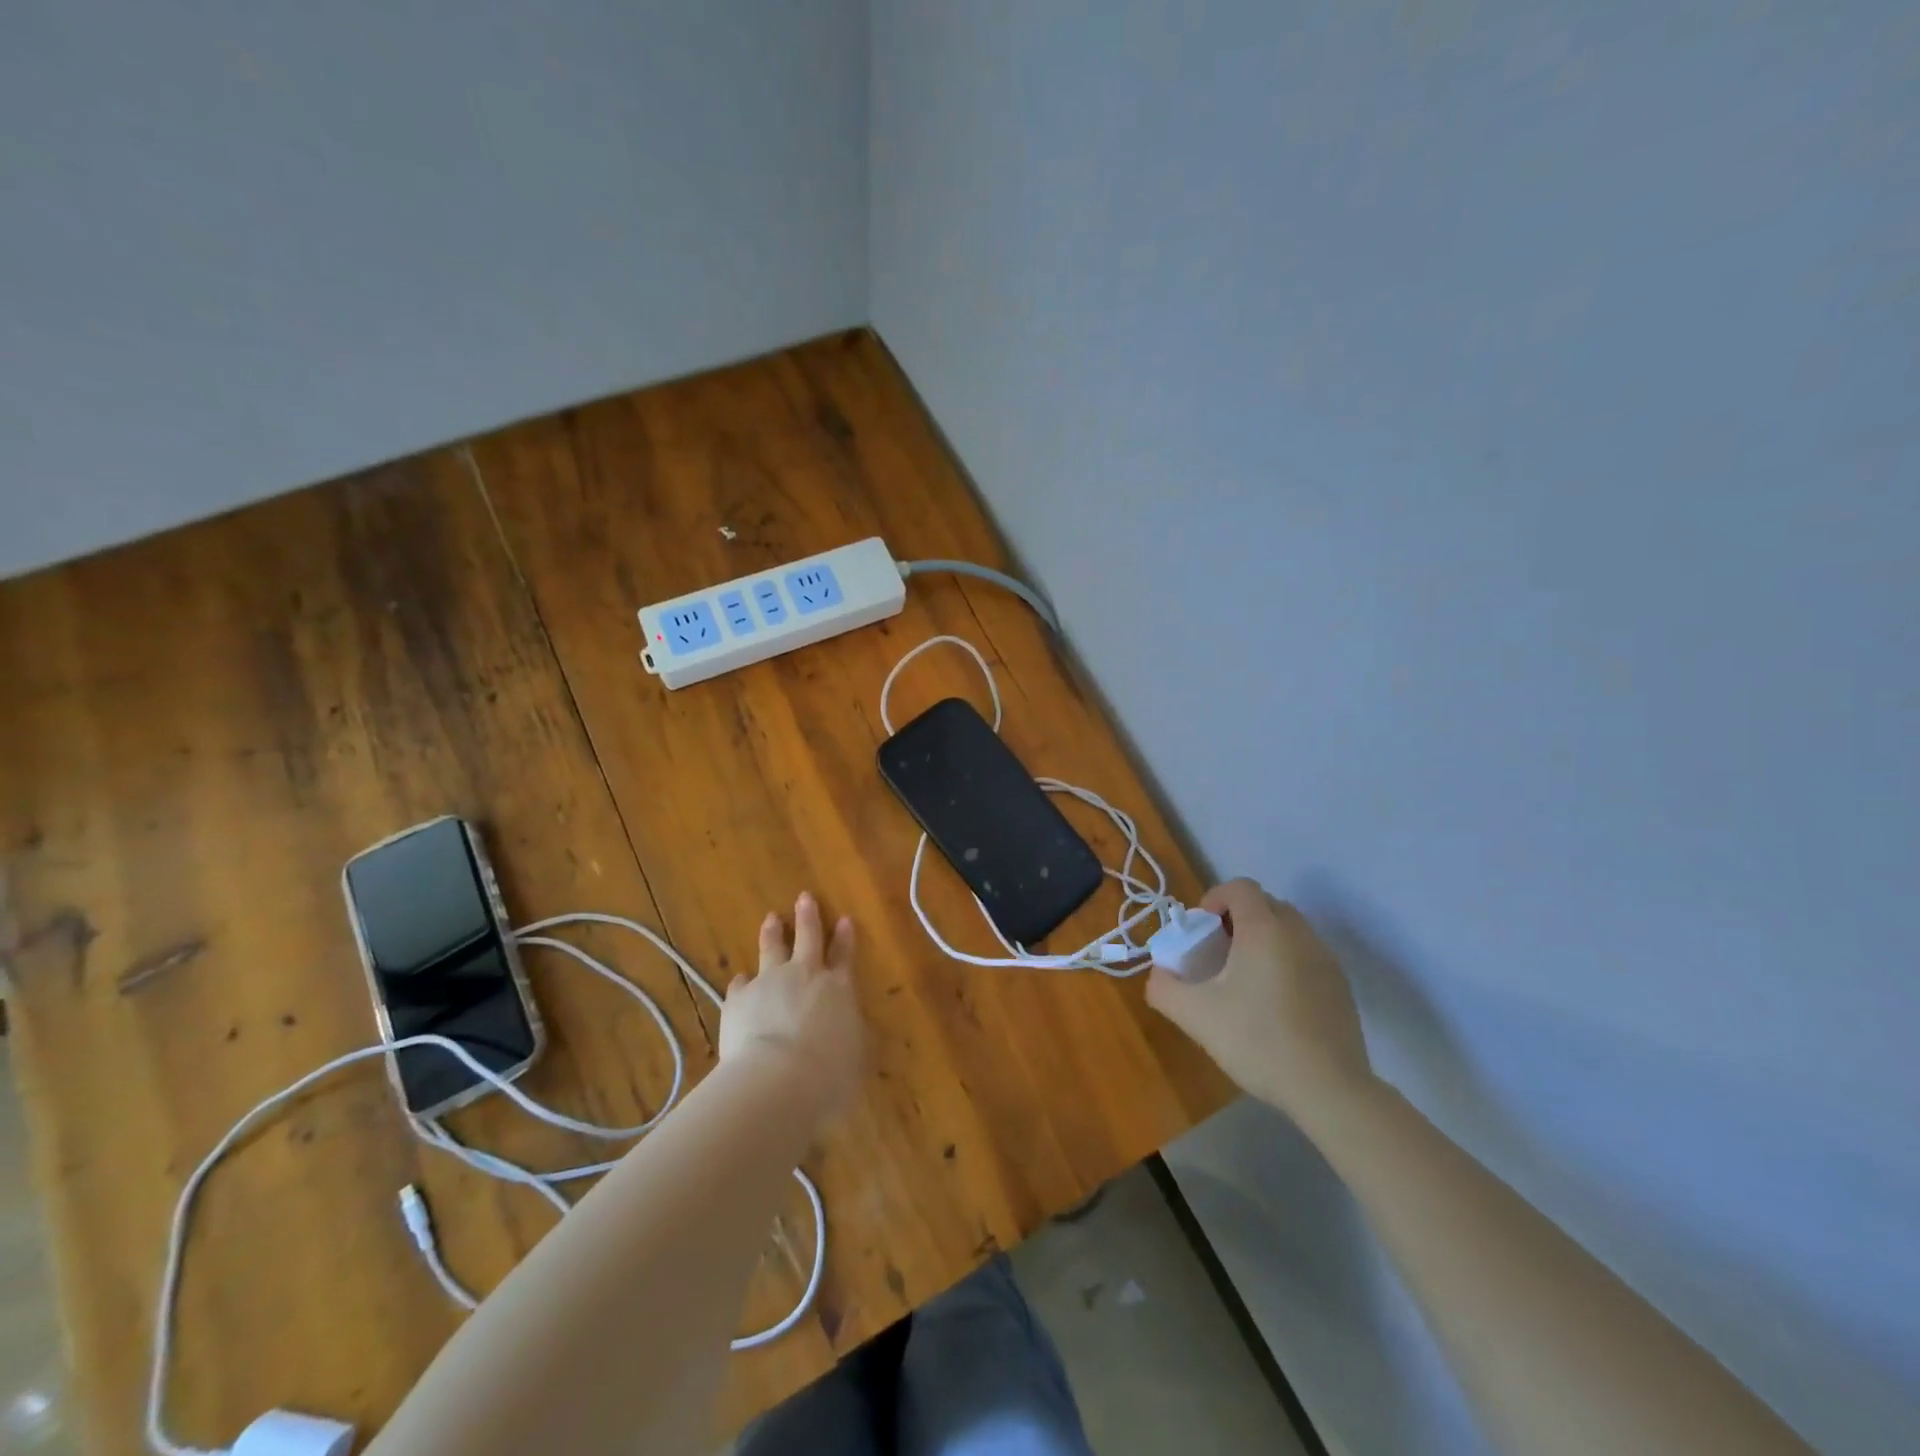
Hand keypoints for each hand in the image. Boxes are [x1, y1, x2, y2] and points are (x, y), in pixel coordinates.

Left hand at [719, 892, 865, 1122]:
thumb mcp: (856, 1058)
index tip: (844, 919)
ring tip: (770, 919)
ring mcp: (769, 982)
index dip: (845, 938)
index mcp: (838, 988)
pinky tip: (739, 981)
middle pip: (808, 938)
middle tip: (804, 897)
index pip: (844, 956)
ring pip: (772, 949)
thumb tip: (852, 1032)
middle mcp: (805, 976)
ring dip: (772, 933)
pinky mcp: (739, 999)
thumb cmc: (829, 1073)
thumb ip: (852, 1038)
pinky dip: (742, 983)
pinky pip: (741, 984)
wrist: (778, 1079)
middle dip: (808, 917)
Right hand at [1146, 879, 1372, 1128]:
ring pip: (1288, 930)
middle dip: (1237, 918)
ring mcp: (1326, 959)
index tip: (1201, 930)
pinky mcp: (1341, 987)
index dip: (1215, 898)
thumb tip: (1160, 974)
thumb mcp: (1194, 1015)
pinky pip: (1306, 955)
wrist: (1330, 1090)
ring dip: (1262, 940)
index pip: (1240, 887)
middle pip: (1265, 904)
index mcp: (1265, 930)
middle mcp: (1299, 934)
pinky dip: (1285, 962)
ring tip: (1244, 980)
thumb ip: (1164, 987)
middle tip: (1217, 953)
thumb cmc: (1258, 1040)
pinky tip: (1274, 1005)